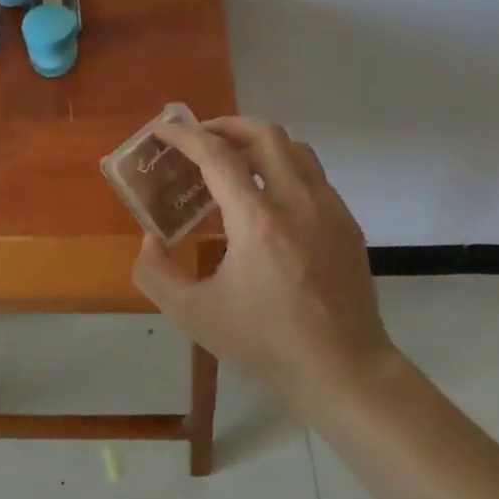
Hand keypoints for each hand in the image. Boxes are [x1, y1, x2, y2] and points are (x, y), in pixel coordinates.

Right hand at [131, 117, 393, 405]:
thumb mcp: (194, 316)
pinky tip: (269, 196)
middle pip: (264, 134)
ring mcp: (328, 208)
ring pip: (294, 148)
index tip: (164, 129)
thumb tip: (151, 239)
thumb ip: (157, 273)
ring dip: (259, 142)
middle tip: (200, 138)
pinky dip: (284, 166)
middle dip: (226, 126)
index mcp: (257, 220)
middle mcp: (297, 200)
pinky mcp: (347, 223)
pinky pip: (312, 174)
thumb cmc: (266, 344)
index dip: (186, 136)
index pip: (217, 155)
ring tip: (234, 159)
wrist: (345, 373)